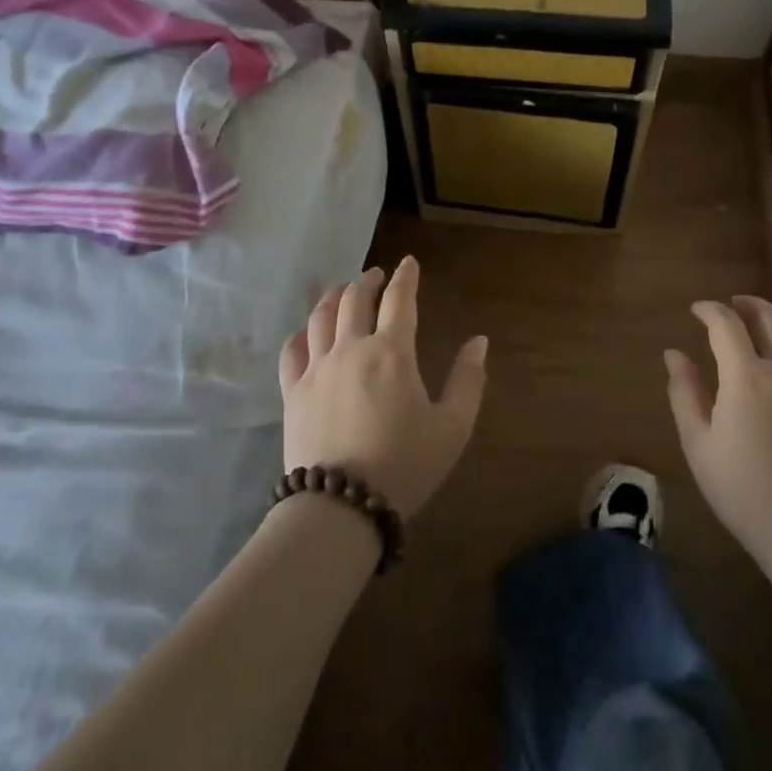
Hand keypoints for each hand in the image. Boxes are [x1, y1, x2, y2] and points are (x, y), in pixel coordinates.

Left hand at [279, 257, 486, 517]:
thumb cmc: (405, 465)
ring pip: (321, 316)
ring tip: (342, 292)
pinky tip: (306, 334)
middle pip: (355, 299)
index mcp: (392, 352)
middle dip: (368, 281)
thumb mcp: (452, 427)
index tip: (408, 262)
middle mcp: (351, 348)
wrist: (341, 508)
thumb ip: (468, 380)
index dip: (405, 277)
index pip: (399, 299)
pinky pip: (292, 351)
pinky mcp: (293, 392)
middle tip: (375, 276)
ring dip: (334, 297)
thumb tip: (479, 341)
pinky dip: (301, 334)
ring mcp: (317, 368)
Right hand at [665, 296, 771, 563]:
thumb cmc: (741, 488)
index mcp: (747, 377)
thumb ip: (684, 392)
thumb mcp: (698, 442)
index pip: (727, 324)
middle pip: (769, 319)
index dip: (710, 310)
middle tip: (729, 306)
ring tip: (754, 324)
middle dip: (746, 305)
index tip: (695, 310)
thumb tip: (674, 354)